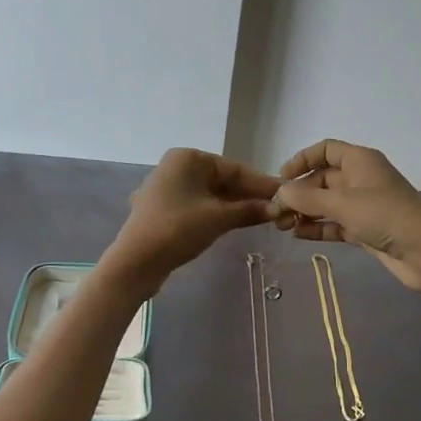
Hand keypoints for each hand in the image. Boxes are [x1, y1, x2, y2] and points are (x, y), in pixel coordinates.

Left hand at [107, 148, 280, 291]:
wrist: (136, 262)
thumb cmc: (178, 229)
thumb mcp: (219, 218)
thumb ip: (250, 210)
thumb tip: (278, 208)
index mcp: (188, 158)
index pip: (234, 168)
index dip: (261, 183)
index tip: (285, 193)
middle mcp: (176, 166)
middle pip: (222, 179)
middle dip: (248, 195)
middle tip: (277, 208)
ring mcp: (167, 187)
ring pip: (210, 194)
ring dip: (234, 205)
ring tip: (262, 217)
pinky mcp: (163, 208)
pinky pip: (197, 205)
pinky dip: (216, 212)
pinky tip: (235, 222)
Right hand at [272, 140, 420, 292]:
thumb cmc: (386, 216)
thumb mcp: (343, 204)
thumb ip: (308, 198)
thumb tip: (279, 192)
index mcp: (360, 161)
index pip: (325, 150)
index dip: (301, 160)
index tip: (281, 178)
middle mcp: (361, 178)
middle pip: (322, 179)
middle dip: (299, 193)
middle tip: (276, 211)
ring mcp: (364, 205)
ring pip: (327, 203)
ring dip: (305, 212)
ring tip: (281, 226)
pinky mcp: (365, 229)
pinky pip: (335, 224)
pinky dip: (318, 228)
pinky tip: (298, 235)